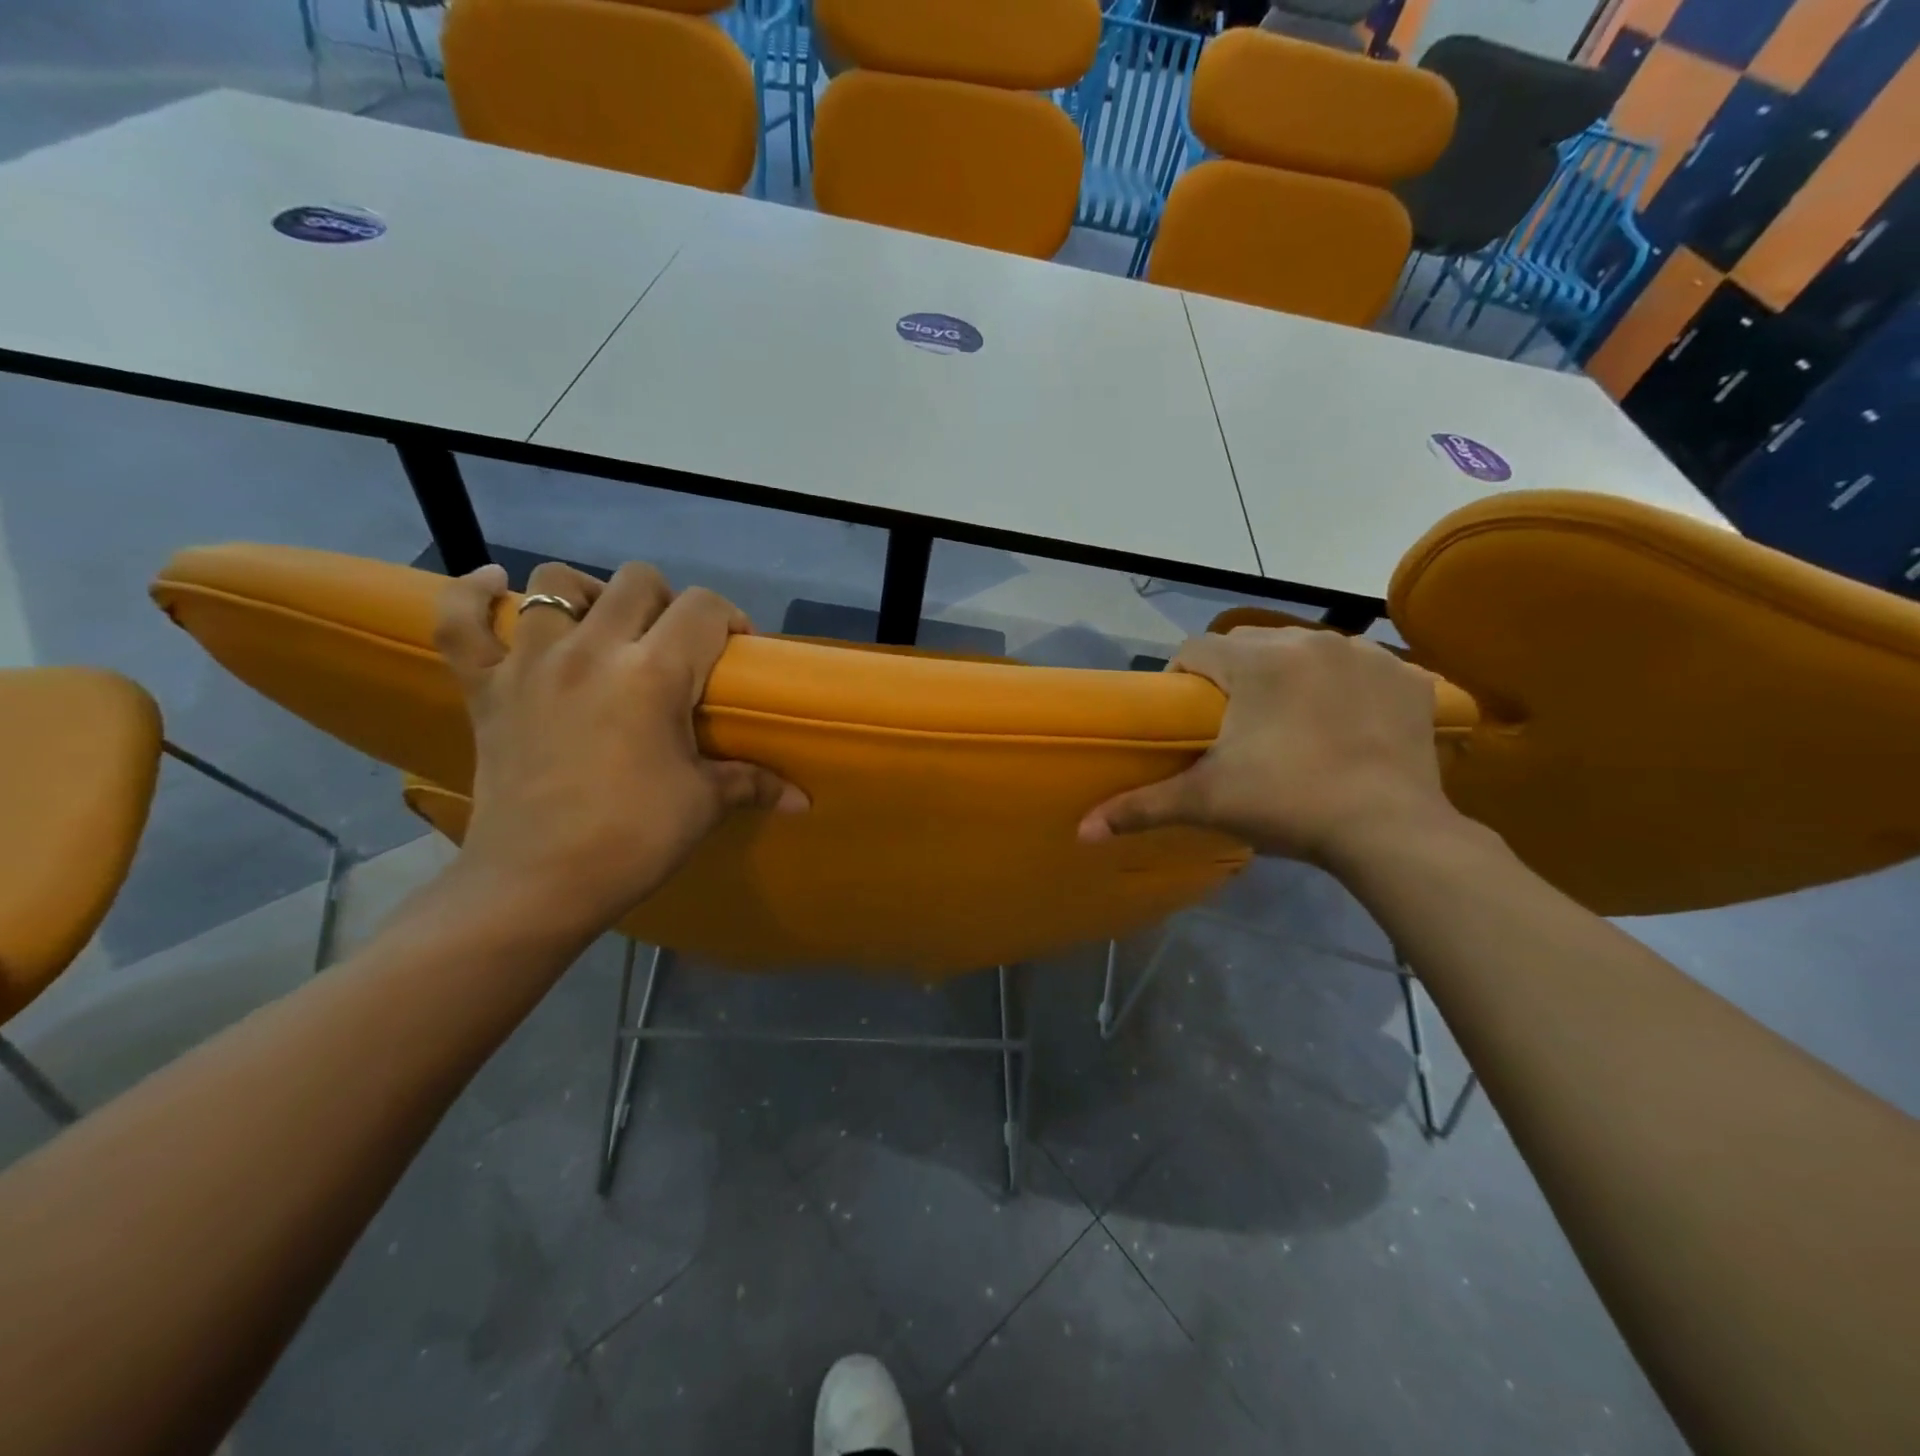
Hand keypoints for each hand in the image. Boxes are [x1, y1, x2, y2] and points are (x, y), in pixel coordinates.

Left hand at [434, 561, 806, 945]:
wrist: (537, 883)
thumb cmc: (633, 838)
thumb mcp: (703, 804)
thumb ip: (754, 784)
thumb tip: (803, 800)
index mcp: (653, 673)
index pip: (704, 608)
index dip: (729, 618)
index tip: (735, 649)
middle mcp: (592, 650)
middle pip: (637, 581)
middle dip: (668, 602)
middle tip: (674, 645)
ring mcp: (530, 663)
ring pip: (554, 583)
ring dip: (587, 595)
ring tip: (601, 626)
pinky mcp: (485, 686)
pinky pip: (460, 619)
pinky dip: (473, 594)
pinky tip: (495, 584)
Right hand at [1078, 626, 1458, 867]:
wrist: (1391, 831)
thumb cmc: (1289, 805)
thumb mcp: (1207, 803)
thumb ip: (1141, 807)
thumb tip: (1081, 831)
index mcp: (1257, 662)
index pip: (1196, 649)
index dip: (1182, 678)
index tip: (1187, 716)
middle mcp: (1309, 641)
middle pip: (1250, 645)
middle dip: (1233, 676)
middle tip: (1232, 724)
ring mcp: (1365, 654)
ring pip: (1304, 650)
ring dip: (1287, 676)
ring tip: (1287, 723)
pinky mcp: (1406, 676)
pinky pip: (1359, 667)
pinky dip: (1343, 685)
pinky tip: (1343, 722)